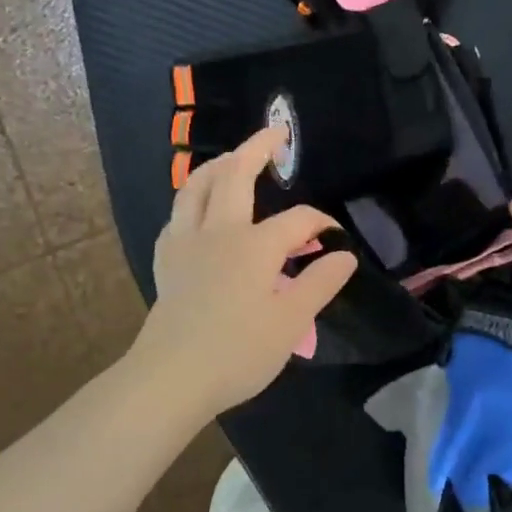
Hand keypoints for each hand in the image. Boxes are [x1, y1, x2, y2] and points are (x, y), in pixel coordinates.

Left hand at [132, 127, 358, 419]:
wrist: (171, 378)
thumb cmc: (238, 352)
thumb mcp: (291, 321)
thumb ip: (319, 283)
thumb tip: (344, 255)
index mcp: (255, 245)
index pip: (298, 220)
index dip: (321, 223)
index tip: (336, 240)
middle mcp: (218, 231)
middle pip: (235, 175)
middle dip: (257, 148)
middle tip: (276, 133)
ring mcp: (186, 243)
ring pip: (196, 186)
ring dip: (218, 165)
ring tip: (233, 159)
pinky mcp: (167, 261)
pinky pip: (178, 215)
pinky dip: (193, 199)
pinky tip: (200, 210)